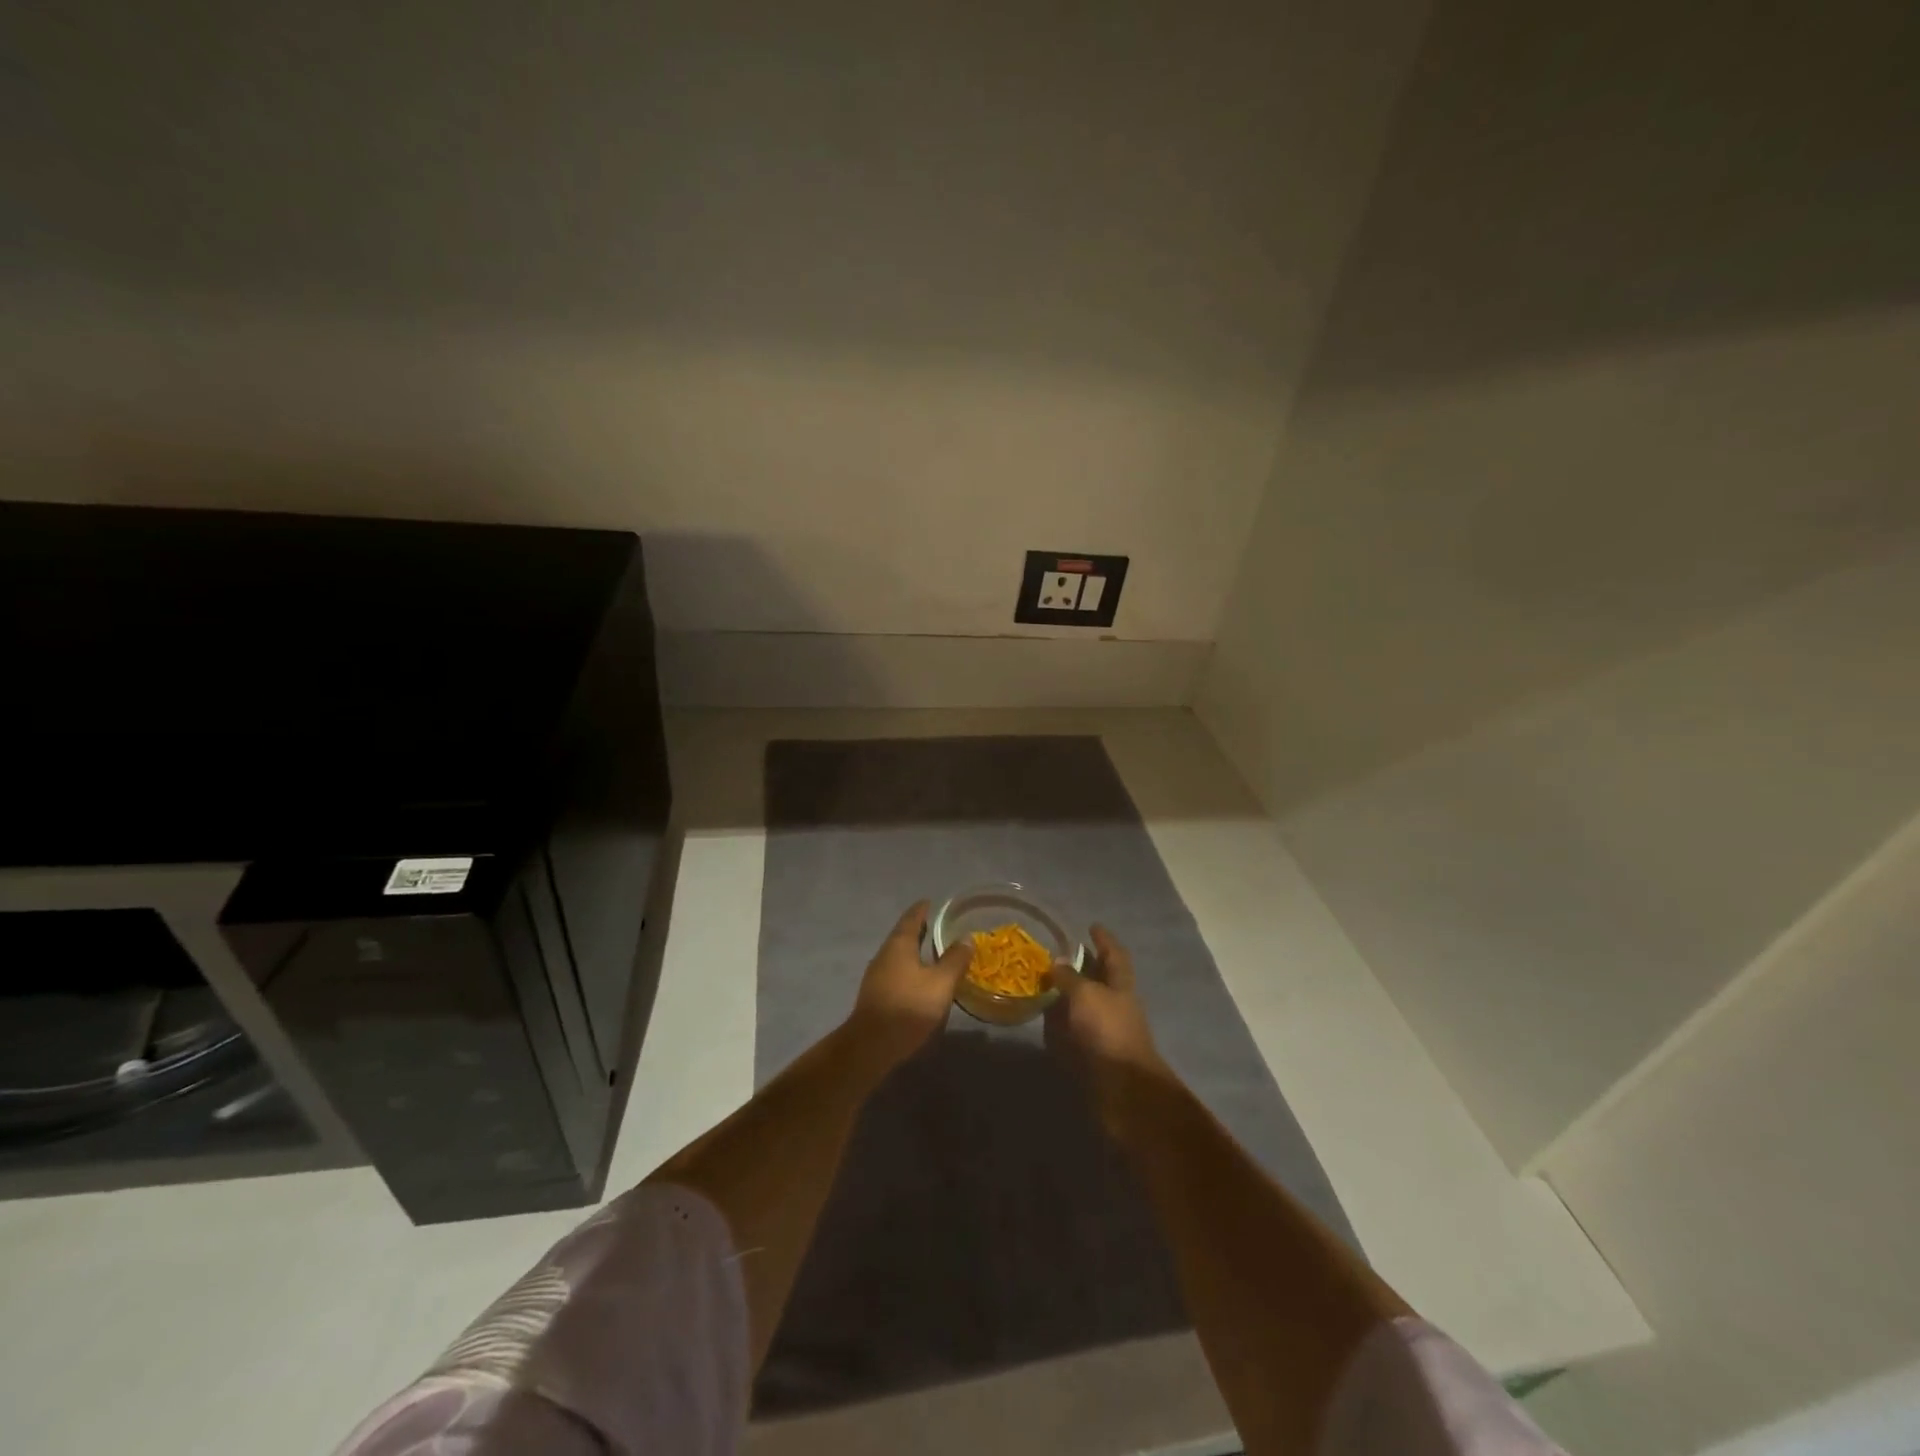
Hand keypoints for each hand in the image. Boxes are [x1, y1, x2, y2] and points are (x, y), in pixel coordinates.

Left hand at [849, 901, 971, 1064]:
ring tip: (934, 951)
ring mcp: (877, 975)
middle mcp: (885, 954)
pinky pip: (896, 971)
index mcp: (899, 945)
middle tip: (939, 925)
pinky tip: (921, 978)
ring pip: (899, 954)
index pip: (912, 918)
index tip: (932, 902)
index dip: (923, 909)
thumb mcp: (940, 983)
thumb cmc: (908, 1007)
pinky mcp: (876, 994)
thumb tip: (966, 938)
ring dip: (915, 950)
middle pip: (903, 935)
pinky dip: (910, 967)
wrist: (871, 1045)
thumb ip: (954, 960)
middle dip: (920, 929)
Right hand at [1045, 925, 1169, 1131]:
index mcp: (1121, 986)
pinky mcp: (1092, 1055)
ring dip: (1068, 995)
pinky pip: (1073, 1031)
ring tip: (1044, 983)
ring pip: (1085, 1006)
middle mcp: (1115, 1005)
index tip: (1092, 926)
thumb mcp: (1086, 996)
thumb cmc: (1108, 1032)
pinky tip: (1044, 1018)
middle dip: (1083, 966)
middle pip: (1100, 980)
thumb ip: (1070, 977)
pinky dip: (1060, 1023)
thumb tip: (1056, 961)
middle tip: (1058, 953)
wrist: (1122, 1090)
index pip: (1115, 955)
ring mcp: (1105, 1031)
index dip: (1104, 940)